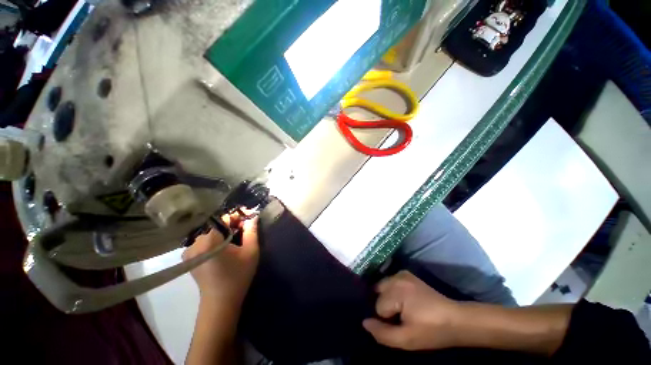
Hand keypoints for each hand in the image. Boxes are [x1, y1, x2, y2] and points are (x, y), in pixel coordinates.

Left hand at [182, 216, 259, 310]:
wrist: (220, 302)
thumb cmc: (238, 275)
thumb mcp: (250, 251)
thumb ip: (251, 230)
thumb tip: (252, 216)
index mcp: (210, 240)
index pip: (224, 218)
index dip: (237, 216)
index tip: (248, 216)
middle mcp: (196, 243)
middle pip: (216, 225)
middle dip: (231, 224)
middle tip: (244, 228)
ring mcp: (189, 250)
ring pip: (210, 232)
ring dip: (223, 232)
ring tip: (235, 238)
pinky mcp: (188, 257)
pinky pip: (203, 241)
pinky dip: (214, 239)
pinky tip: (223, 246)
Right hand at [362, 270, 463, 350]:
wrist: (456, 320)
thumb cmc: (431, 331)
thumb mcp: (407, 340)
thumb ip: (382, 333)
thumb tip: (364, 322)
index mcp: (396, 290)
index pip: (378, 306)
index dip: (388, 319)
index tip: (402, 324)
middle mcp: (396, 276)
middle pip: (377, 292)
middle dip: (384, 305)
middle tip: (400, 317)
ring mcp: (401, 273)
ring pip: (383, 286)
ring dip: (387, 298)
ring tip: (401, 309)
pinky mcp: (407, 274)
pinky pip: (390, 282)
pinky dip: (392, 291)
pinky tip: (403, 300)